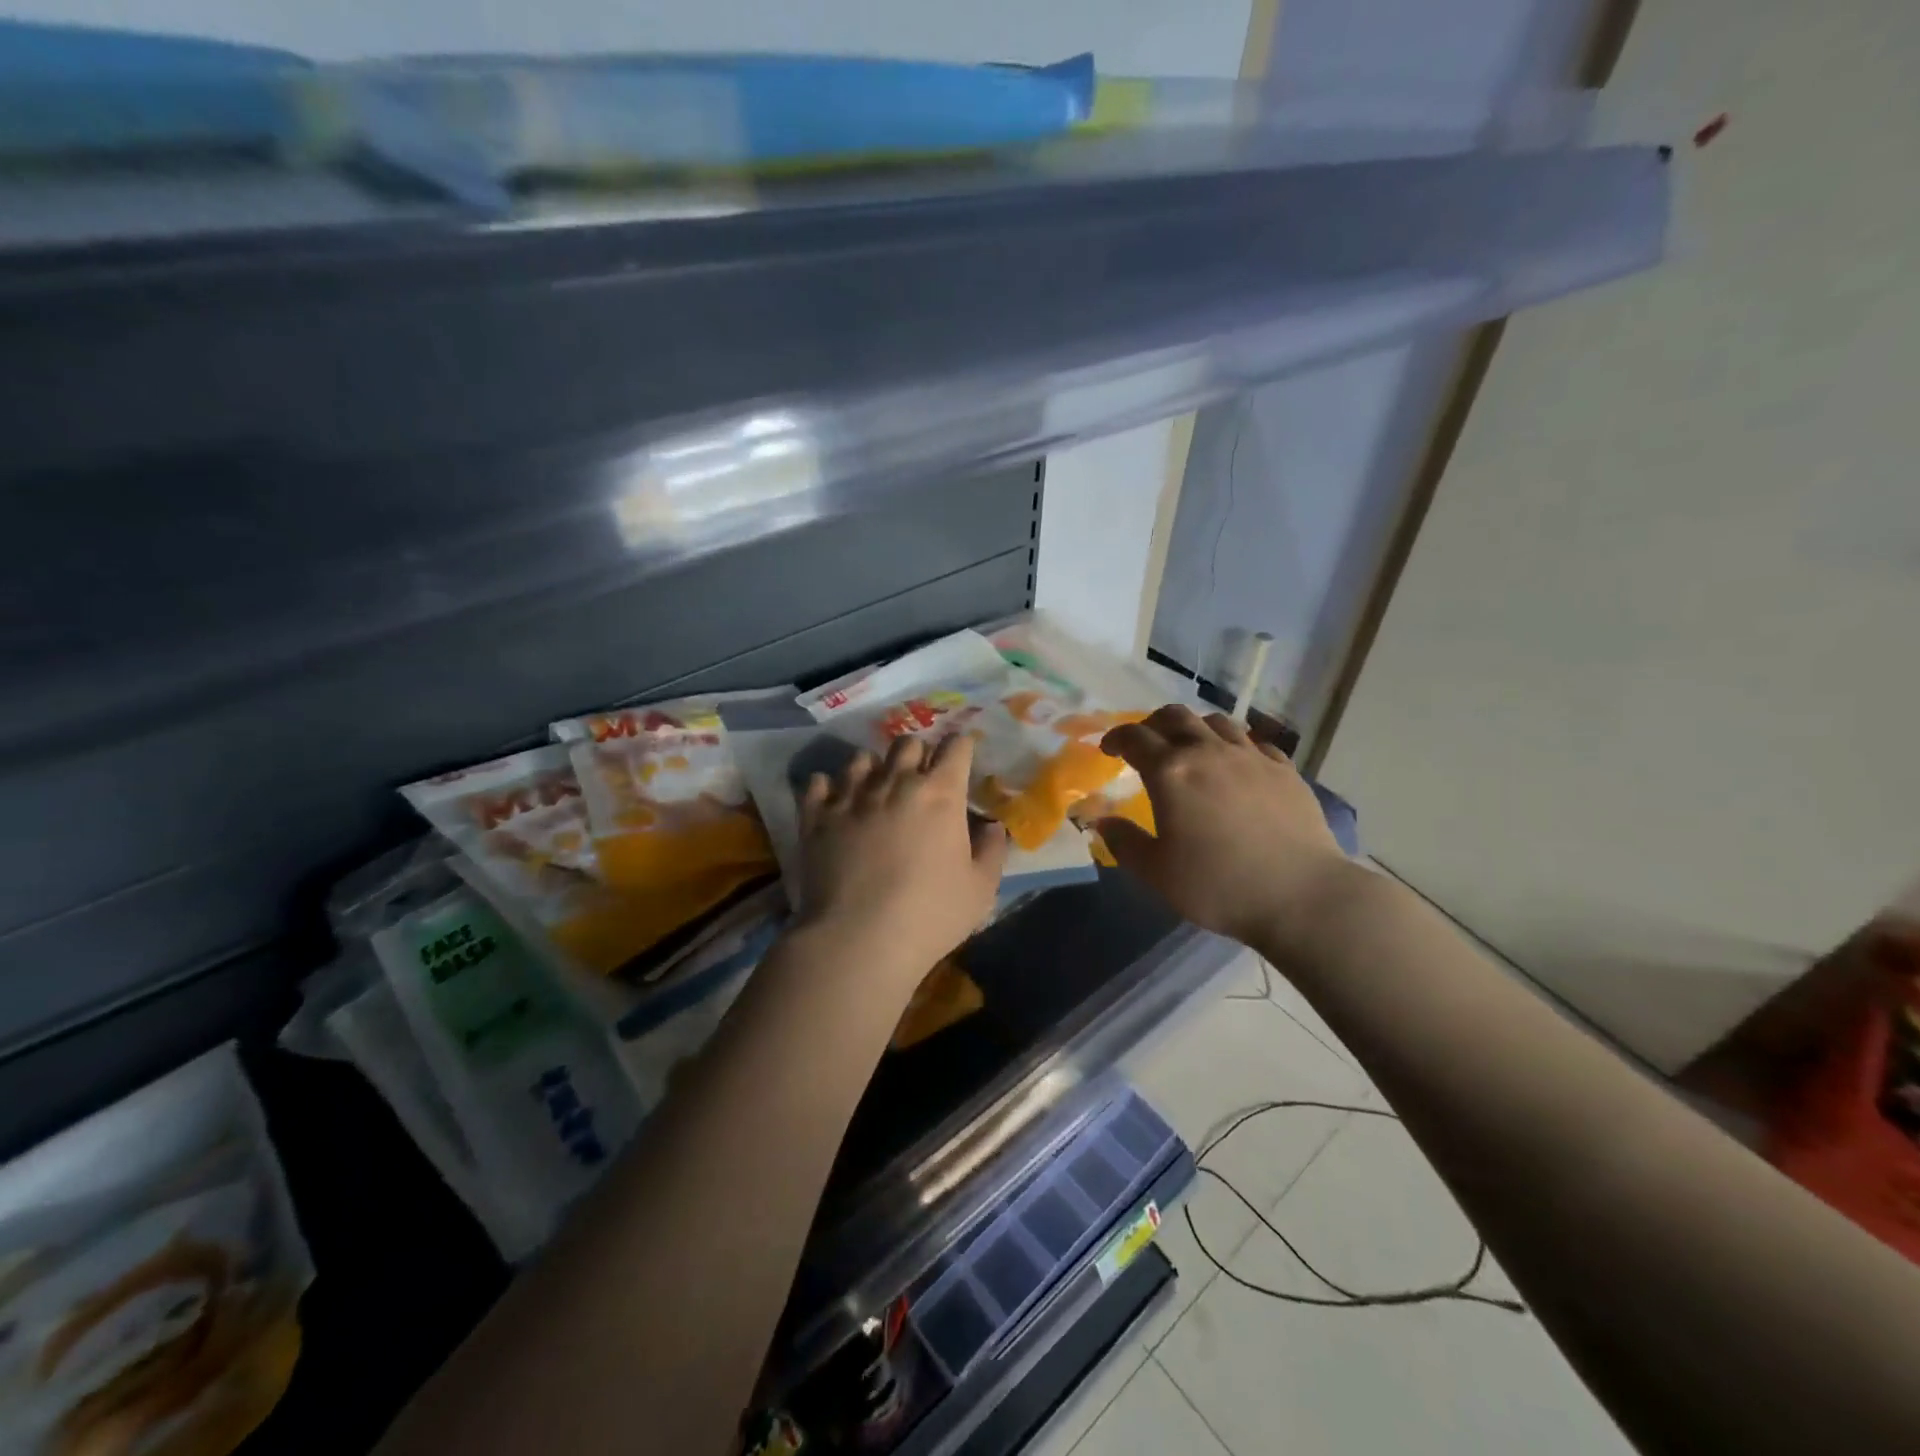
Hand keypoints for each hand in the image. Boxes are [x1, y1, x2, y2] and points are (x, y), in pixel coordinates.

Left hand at [797, 734, 1009, 979]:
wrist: (858, 938)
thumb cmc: (930, 915)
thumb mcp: (980, 890)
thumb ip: (991, 851)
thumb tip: (992, 826)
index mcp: (940, 794)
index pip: (956, 748)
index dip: (961, 747)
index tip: (962, 756)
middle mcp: (895, 782)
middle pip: (908, 743)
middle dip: (918, 753)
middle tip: (919, 777)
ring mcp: (851, 795)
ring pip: (862, 758)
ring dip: (874, 768)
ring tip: (874, 788)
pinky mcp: (816, 815)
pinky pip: (819, 782)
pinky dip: (828, 787)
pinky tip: (834, 801)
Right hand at [1097, 705, 1348, 946]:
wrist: (1301, 896)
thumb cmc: (1218, 886)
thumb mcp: (1157, 873)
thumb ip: (1124, 842)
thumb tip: (1102, 822)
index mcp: (1170, 773)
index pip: (1134, 738)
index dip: (1116, 738)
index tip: (1108, 750)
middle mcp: (1208, 752)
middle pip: (1175, 716)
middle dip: (1153, 724)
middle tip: (1146, 742)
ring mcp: (1251, 757)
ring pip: (1216, 722)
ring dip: (1194, 728)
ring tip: (1190, 748)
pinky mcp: (1284, 770)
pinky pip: (1254, 742)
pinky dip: (1235, 745)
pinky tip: (1235, 765)